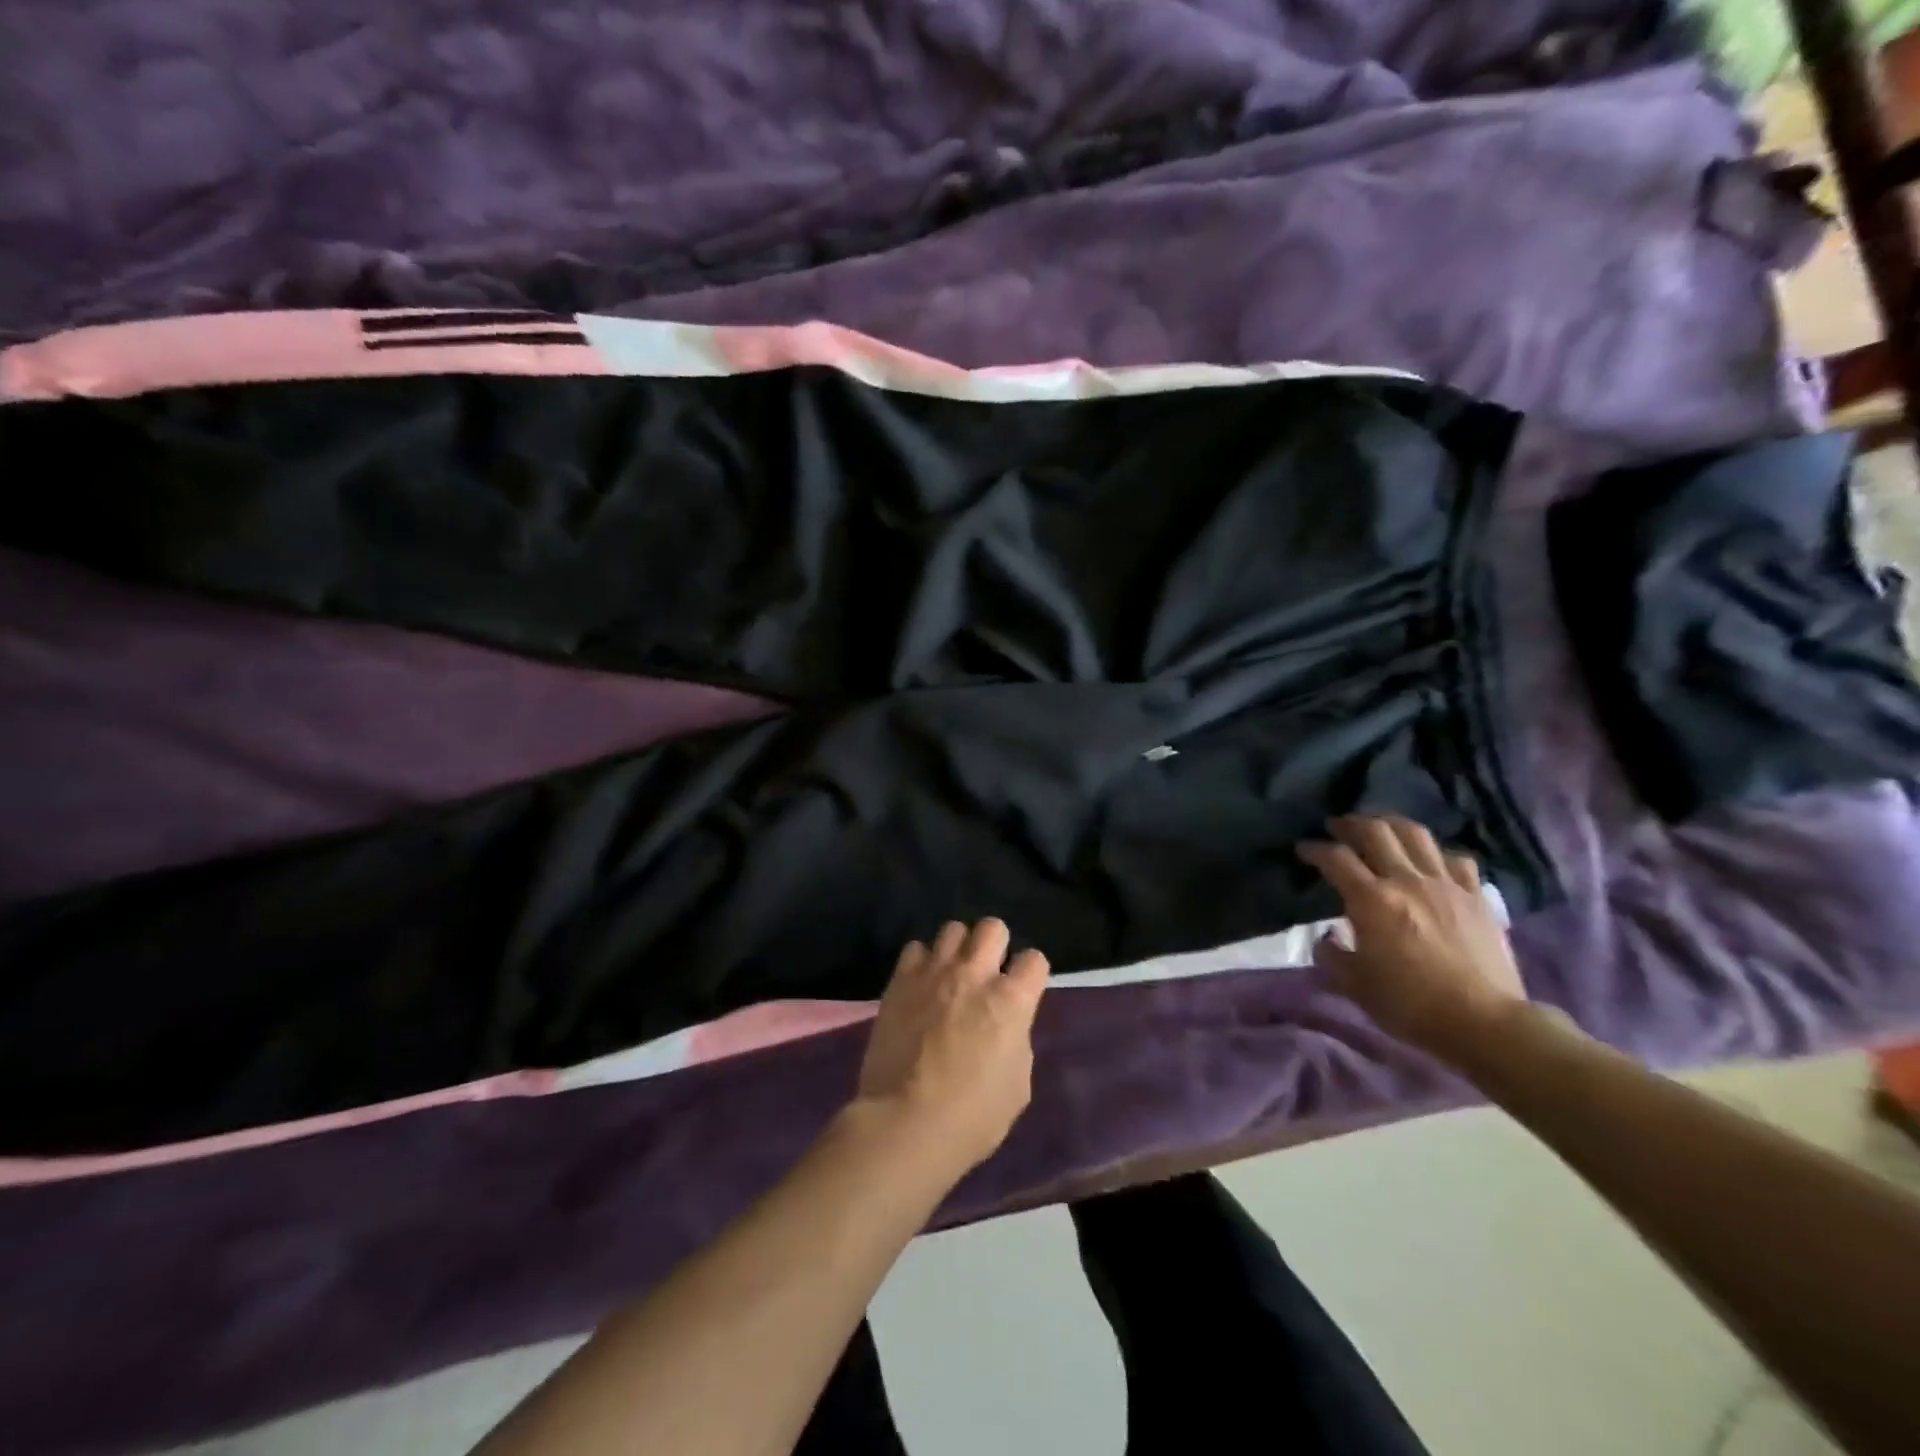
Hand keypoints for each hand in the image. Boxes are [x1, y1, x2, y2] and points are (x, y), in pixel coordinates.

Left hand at [855, 919, 1049, 1171]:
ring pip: (953, 929)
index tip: (1023, 990)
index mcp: (1011, 1001)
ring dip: (958, 948)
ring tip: (952, 974)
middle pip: (993, 927)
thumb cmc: (972, 1116)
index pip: (1034, 960)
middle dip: (996, 945)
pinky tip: (921, 984)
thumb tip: (1005, 1026)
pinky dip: (922, 961)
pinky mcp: (900, 981)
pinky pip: (915, 948)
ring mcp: (934, 973)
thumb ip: (1015, 1041)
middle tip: (988, 973)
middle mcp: (974, 974)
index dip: (1031, 974)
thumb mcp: (1017, 1085)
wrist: (905, 1122)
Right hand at [1298, 815, 1527, 1055]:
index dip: (1314, 849)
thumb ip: (1332, 954)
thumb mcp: (1354, 984)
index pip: (1335, 858)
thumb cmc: (1410, 1005)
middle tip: (1338, 827)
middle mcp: (1406, 880)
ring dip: (1392, 825)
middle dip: (1350, 824)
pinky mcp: (1476, 897)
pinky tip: (1430, 863)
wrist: (1484, 1023)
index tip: (1303, 850)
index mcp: (1371, 900)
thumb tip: (1327, 938)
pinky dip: (1437, 854)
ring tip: (1380, 829)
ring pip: (1416, 834)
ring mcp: (1446, 885)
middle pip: (1375, 831)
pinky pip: (1456, 859)